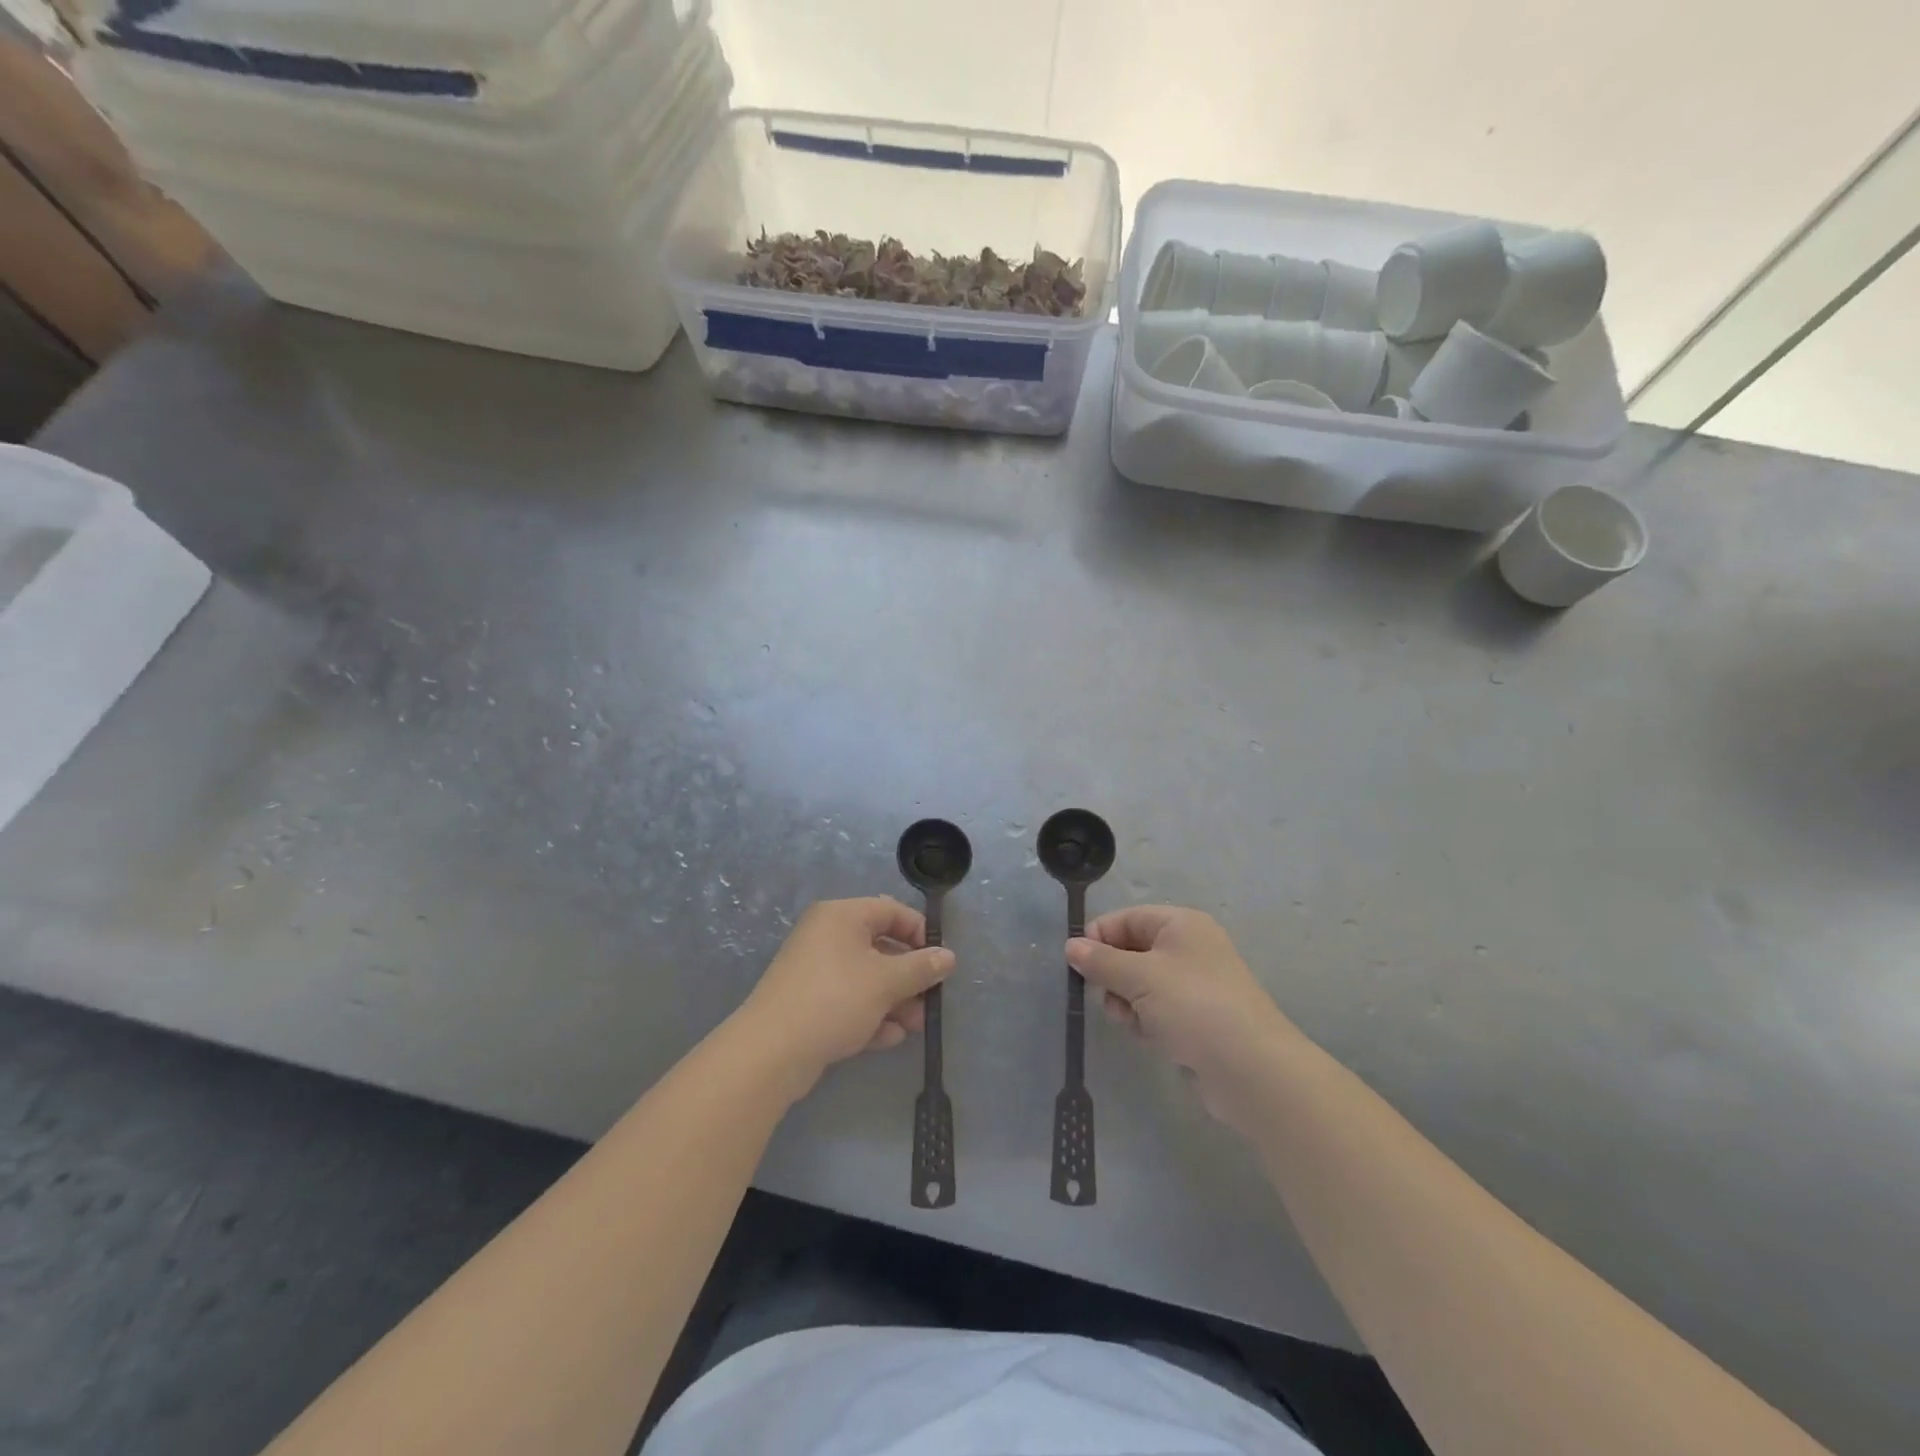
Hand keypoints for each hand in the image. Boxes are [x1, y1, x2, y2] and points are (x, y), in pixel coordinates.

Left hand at [740, 897, 954, 1091]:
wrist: (771, 1052)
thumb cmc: (835, 1000)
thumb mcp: (886, 982)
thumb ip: (921, 968)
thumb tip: (948, 957)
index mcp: (842, 916)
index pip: (891, 910)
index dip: (920, 933)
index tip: (939, 961)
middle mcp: (826, 935)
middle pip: (880, 947)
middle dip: (908, 976)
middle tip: (929, 1001)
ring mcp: (815, 970)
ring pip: (866, 978)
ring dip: (893, 1000)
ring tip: (912, 1027)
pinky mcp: (808, 1002)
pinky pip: (848, 1000)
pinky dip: (869, 1014)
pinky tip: (887, 1038)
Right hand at [1067, 906, 1299, 1132]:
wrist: (1251, 1070)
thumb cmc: (1193, 1006)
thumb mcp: (1140, 977)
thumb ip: (1101, 961)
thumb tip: (1070, 946)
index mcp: (1181, 925)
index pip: (1126, 918)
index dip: (1099, 937)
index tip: (1076, 964)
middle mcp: (1188, 948)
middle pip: (1131, 951)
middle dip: (1113, 975)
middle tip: (1109, 998)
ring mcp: (1193, 985)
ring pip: (1139, 984)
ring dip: (1127, 1002)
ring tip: (1133, 1022)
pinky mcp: (1195, 1018)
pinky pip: (1155, 1009)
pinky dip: (1145, 1020)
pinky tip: (1149, 1037)